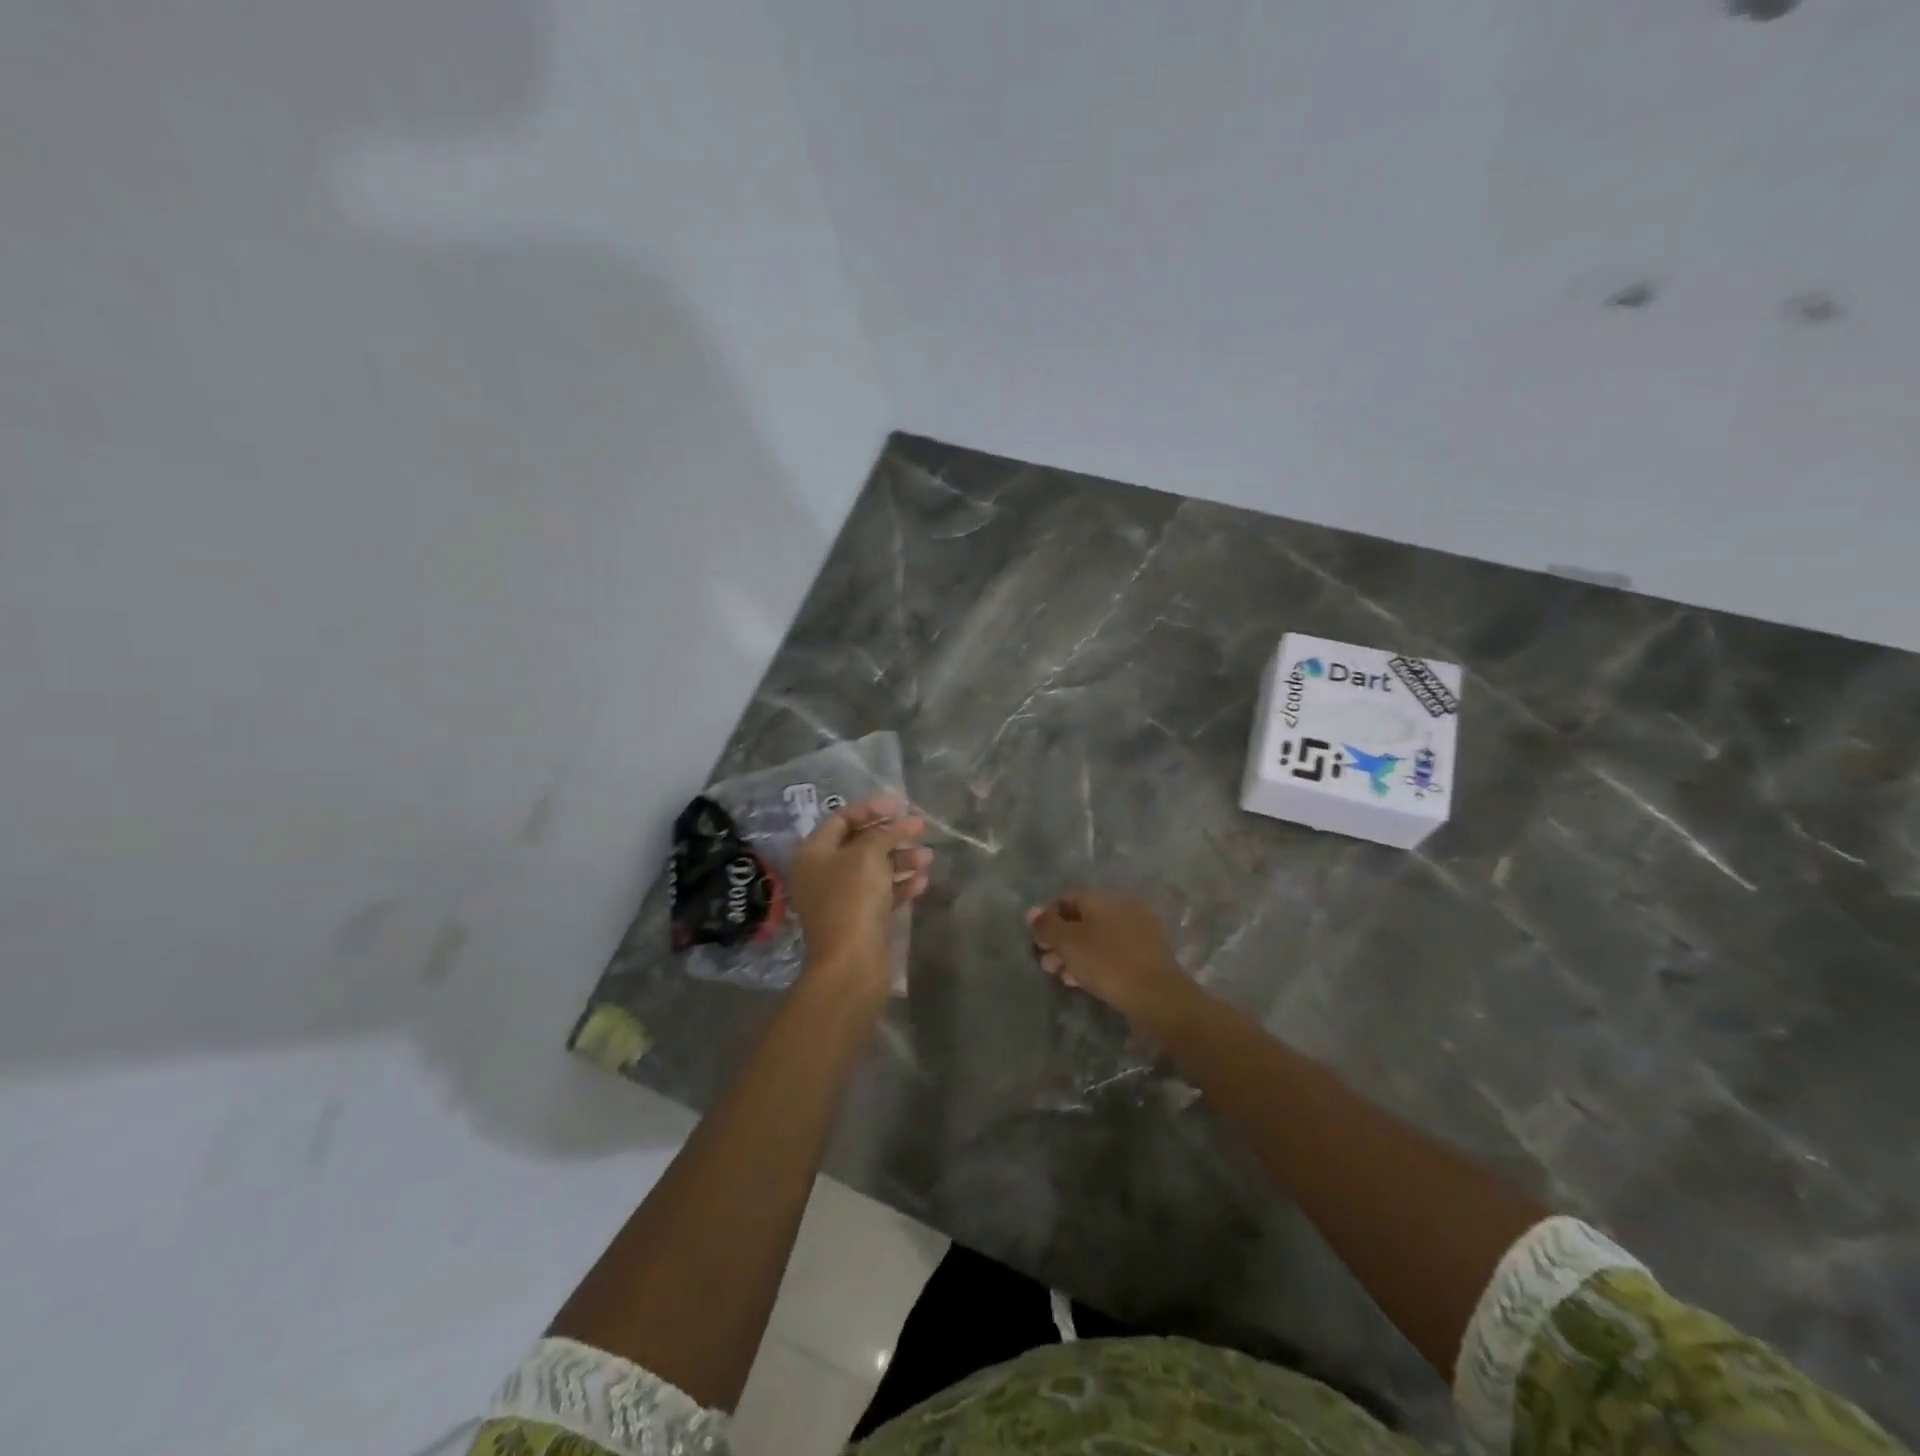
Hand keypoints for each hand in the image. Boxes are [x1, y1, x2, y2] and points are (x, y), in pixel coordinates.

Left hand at [789, 795, 930, 1003]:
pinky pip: (881, 893)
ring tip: (928, 858)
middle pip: (860, 843)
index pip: (841, 819)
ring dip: (901, 860)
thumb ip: (884, 833)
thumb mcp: (868, 856)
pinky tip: (923, 882)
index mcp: (813, 853)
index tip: (900, 804)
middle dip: (892, 835)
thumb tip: (901, 822)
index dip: (871, 808)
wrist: (851, 964)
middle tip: (920, 829)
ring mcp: (841, 898)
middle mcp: (823, 873)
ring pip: (874, 869)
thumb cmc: (853, 900)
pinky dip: (900, 885)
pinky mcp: (859, 919)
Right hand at [1026, 890, 1189, 1024]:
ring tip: (1061, 976)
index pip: (1066, 898)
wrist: (1157, 996)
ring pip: (1096, 937)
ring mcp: (1137, 930)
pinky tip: (1082, 981)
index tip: (1036, 942)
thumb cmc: (1108, 963)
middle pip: (1081, 918)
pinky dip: (1094, 961)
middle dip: (1059, 939)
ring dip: (1075, 953)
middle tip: (1046, 964)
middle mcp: (1121, 907)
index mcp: (1103, 898)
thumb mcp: (1070, 943)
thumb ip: (1048, 926)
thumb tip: (1031, 911)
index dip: (1046, 918)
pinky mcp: (1145, 954)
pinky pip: (1111, 952)